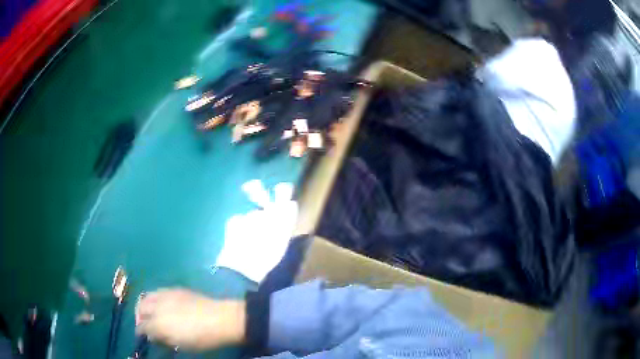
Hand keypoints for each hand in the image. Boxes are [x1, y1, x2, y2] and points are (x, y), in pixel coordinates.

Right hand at [136, 288, 245, 350]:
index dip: (141, 332)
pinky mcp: (174, 289)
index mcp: (160, 324)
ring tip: (148, 312)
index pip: (143, 327)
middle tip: (144, 324)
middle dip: (139, 317)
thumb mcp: (182, 345)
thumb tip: (153, 336)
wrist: (221, 319)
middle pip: (141, 309)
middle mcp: (158, 307)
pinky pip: (157, 291)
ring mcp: (165, 296)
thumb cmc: (203, 338)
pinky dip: (153, 298)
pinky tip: (159, 304)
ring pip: (146, 297)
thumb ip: (164, 340)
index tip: (143, 336)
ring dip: (143, 305)